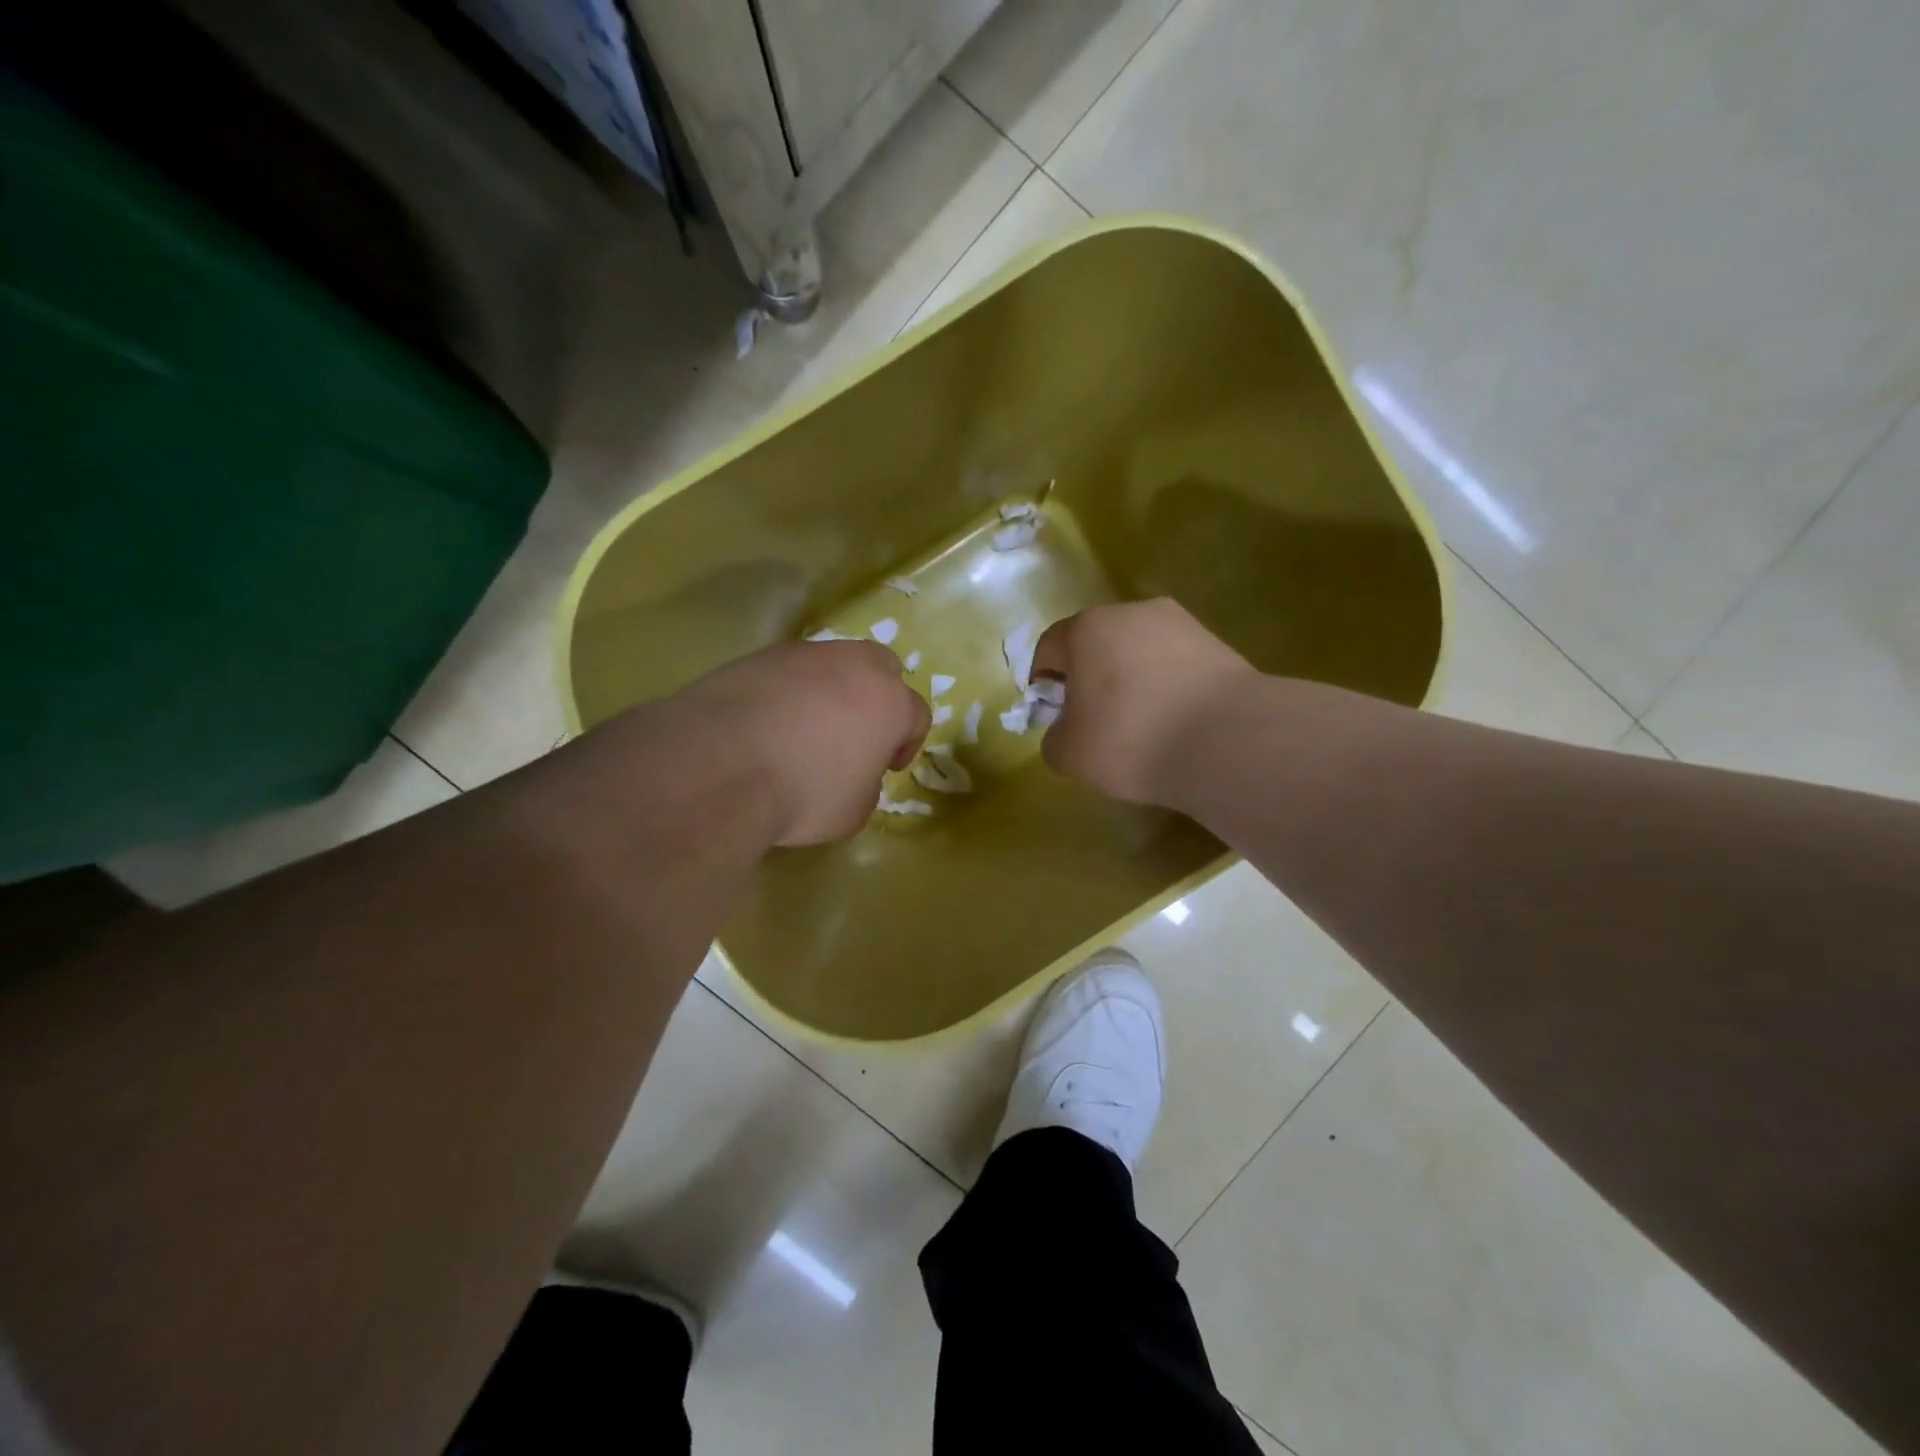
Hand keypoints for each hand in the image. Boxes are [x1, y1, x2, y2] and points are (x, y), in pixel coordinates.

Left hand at [676, 640, 929, 844]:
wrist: (721, 765)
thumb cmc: (806, 792)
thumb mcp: (854, 810)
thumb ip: (867, 784)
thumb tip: (854, 772)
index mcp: (889, 702)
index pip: (916, 715)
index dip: (906, 743)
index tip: (888, 768)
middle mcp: (852, 665)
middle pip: (880, 668)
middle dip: (875, 697)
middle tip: (855, 733)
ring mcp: (802, 655)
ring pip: (829, 665)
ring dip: (827, 692)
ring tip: (802, 730)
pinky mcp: (757, 657)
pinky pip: (785, 673)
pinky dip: (784, 694)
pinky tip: (764, 725)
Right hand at [1030, 599, 1256, 806]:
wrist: (1228, 741)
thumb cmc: (1130, 739)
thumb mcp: (1069, 754)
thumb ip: (1053, 738)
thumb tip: (1067, 730)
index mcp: (1087, 627)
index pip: (1050, 647)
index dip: (1044, 681)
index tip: (1052, 714)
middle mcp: (1132, 612)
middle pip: (1096, 644)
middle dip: (1089, 678)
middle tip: (1093, 721)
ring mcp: (1181, 624)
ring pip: (1138, 652)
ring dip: (1129, 681)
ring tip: (1139, 725)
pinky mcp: (1217, 644)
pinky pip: (1174, 665)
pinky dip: (1165, 687)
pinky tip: (1173, 722)